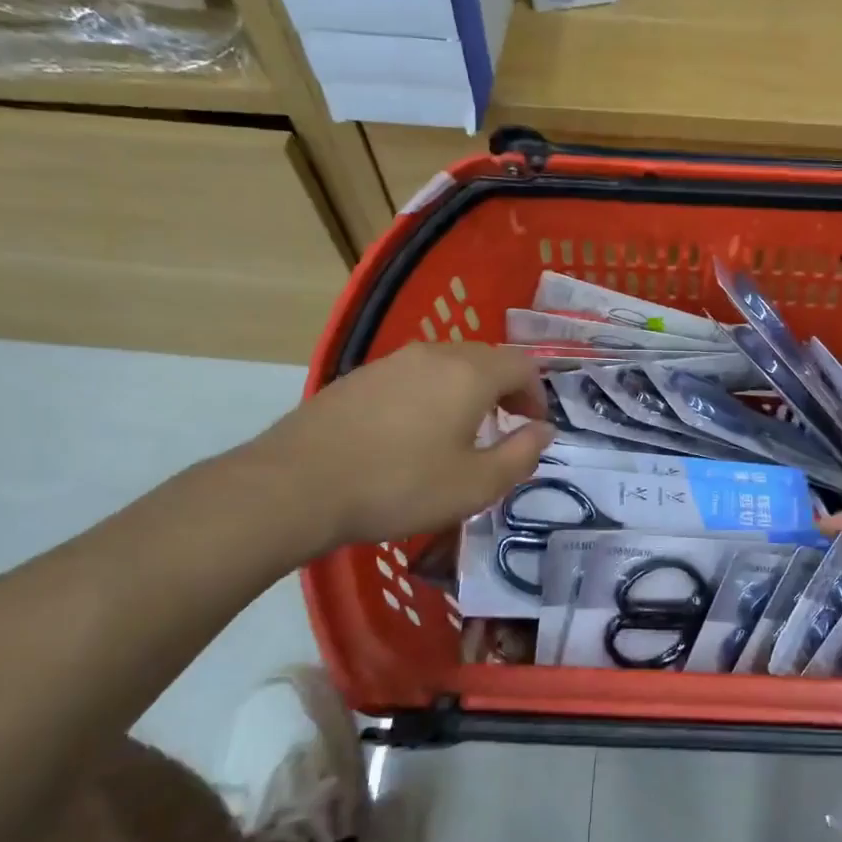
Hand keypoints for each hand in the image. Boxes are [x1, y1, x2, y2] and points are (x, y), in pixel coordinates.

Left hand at [248, 343, 553, 551]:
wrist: (297, 485)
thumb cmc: (399, 486)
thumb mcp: (476, 485)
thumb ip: (521, 455)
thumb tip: (543, 431)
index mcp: (469, 373)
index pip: (523, 364)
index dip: (537, 394)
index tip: (532, 427)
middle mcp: (434, 354)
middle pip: (486, 358)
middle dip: (505, 389)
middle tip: (504, 428)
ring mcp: (392, 361)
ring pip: (448, 364)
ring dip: (467, 391)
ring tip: (459, 433)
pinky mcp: (359, 376)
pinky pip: (413, 375)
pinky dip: (431, 394)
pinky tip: (412, 433)